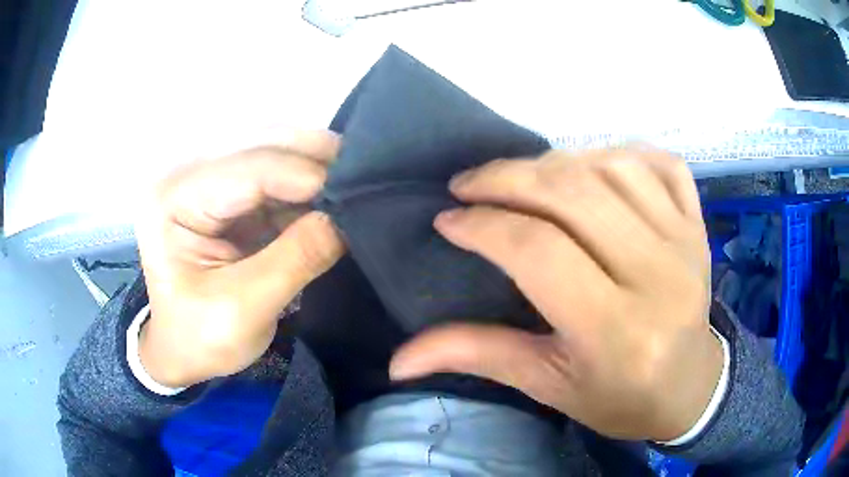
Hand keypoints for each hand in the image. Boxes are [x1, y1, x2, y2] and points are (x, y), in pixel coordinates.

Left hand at [135, 130, 344, 388]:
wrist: (180, 350)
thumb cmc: (199, 337)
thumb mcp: (245, 307)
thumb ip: (296, 259)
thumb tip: (347, 218)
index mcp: (175, 199)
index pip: (249, 169)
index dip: (305, 175)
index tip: (356, 193)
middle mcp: (190, 176)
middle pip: (261, 146)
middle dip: (314, 158)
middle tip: (363, 175)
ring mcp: (209, 184)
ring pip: (272, 155)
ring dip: (314, 168)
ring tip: (353, 186)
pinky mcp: (228, 200)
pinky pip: (274, 181)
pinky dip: (306, 189)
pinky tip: (331, 200)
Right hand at [390, 148, 721, 440]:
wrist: (690, 387)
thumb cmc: (620, 397)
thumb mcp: (547, 386)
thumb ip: (478, 356)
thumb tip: (399, 360)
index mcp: (616, 331)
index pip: (539, 251)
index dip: (484, 225)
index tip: (448, 219)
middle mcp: (657, 276)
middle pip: (573, 195)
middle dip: (507, 177)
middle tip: (469, 183)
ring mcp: (685, 242)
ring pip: (612, 167)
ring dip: (557, 162)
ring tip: (525, 179)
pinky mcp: (698, 225)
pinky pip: (659, 163)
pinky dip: (620, 153)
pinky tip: (593, 168)